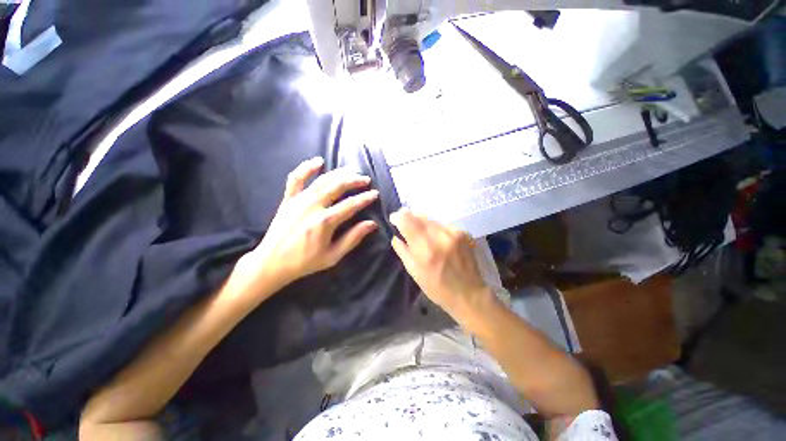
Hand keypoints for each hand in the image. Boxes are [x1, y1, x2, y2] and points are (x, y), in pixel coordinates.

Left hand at [231, 157, 378, 301]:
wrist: (272, 263)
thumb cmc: (305, 261)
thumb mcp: (333, 255)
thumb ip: (353, 238)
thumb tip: (372, 224)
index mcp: (325, 221)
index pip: (351, 205)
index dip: (365, 198)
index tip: (375, 194)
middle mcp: (313, 206)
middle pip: (338, 186)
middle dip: (354, 181)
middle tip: (366, 180)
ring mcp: (299, 200)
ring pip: (322, 180)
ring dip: (339, 173)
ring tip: (351, 171)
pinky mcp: (288, 199)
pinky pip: (296, 178)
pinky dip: (306, 167)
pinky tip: (318, 161)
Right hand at [389, 209, 491, 319]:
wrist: (469, 293)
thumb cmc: (437, 287)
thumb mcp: (414, 272)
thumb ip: (402, 250)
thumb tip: (396, 236)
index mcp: (425, 248)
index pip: (407, 219)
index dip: (398, 216)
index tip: (394, 219)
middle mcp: (440, 236)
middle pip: (419, 216)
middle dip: (410, 219)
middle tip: (408, 228)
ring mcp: (454, 232)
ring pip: (432, 220)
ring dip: (424, 225)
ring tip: (425, 237)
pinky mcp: (464, 232)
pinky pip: (443, 225)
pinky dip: (437, 230)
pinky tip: (439, 241)